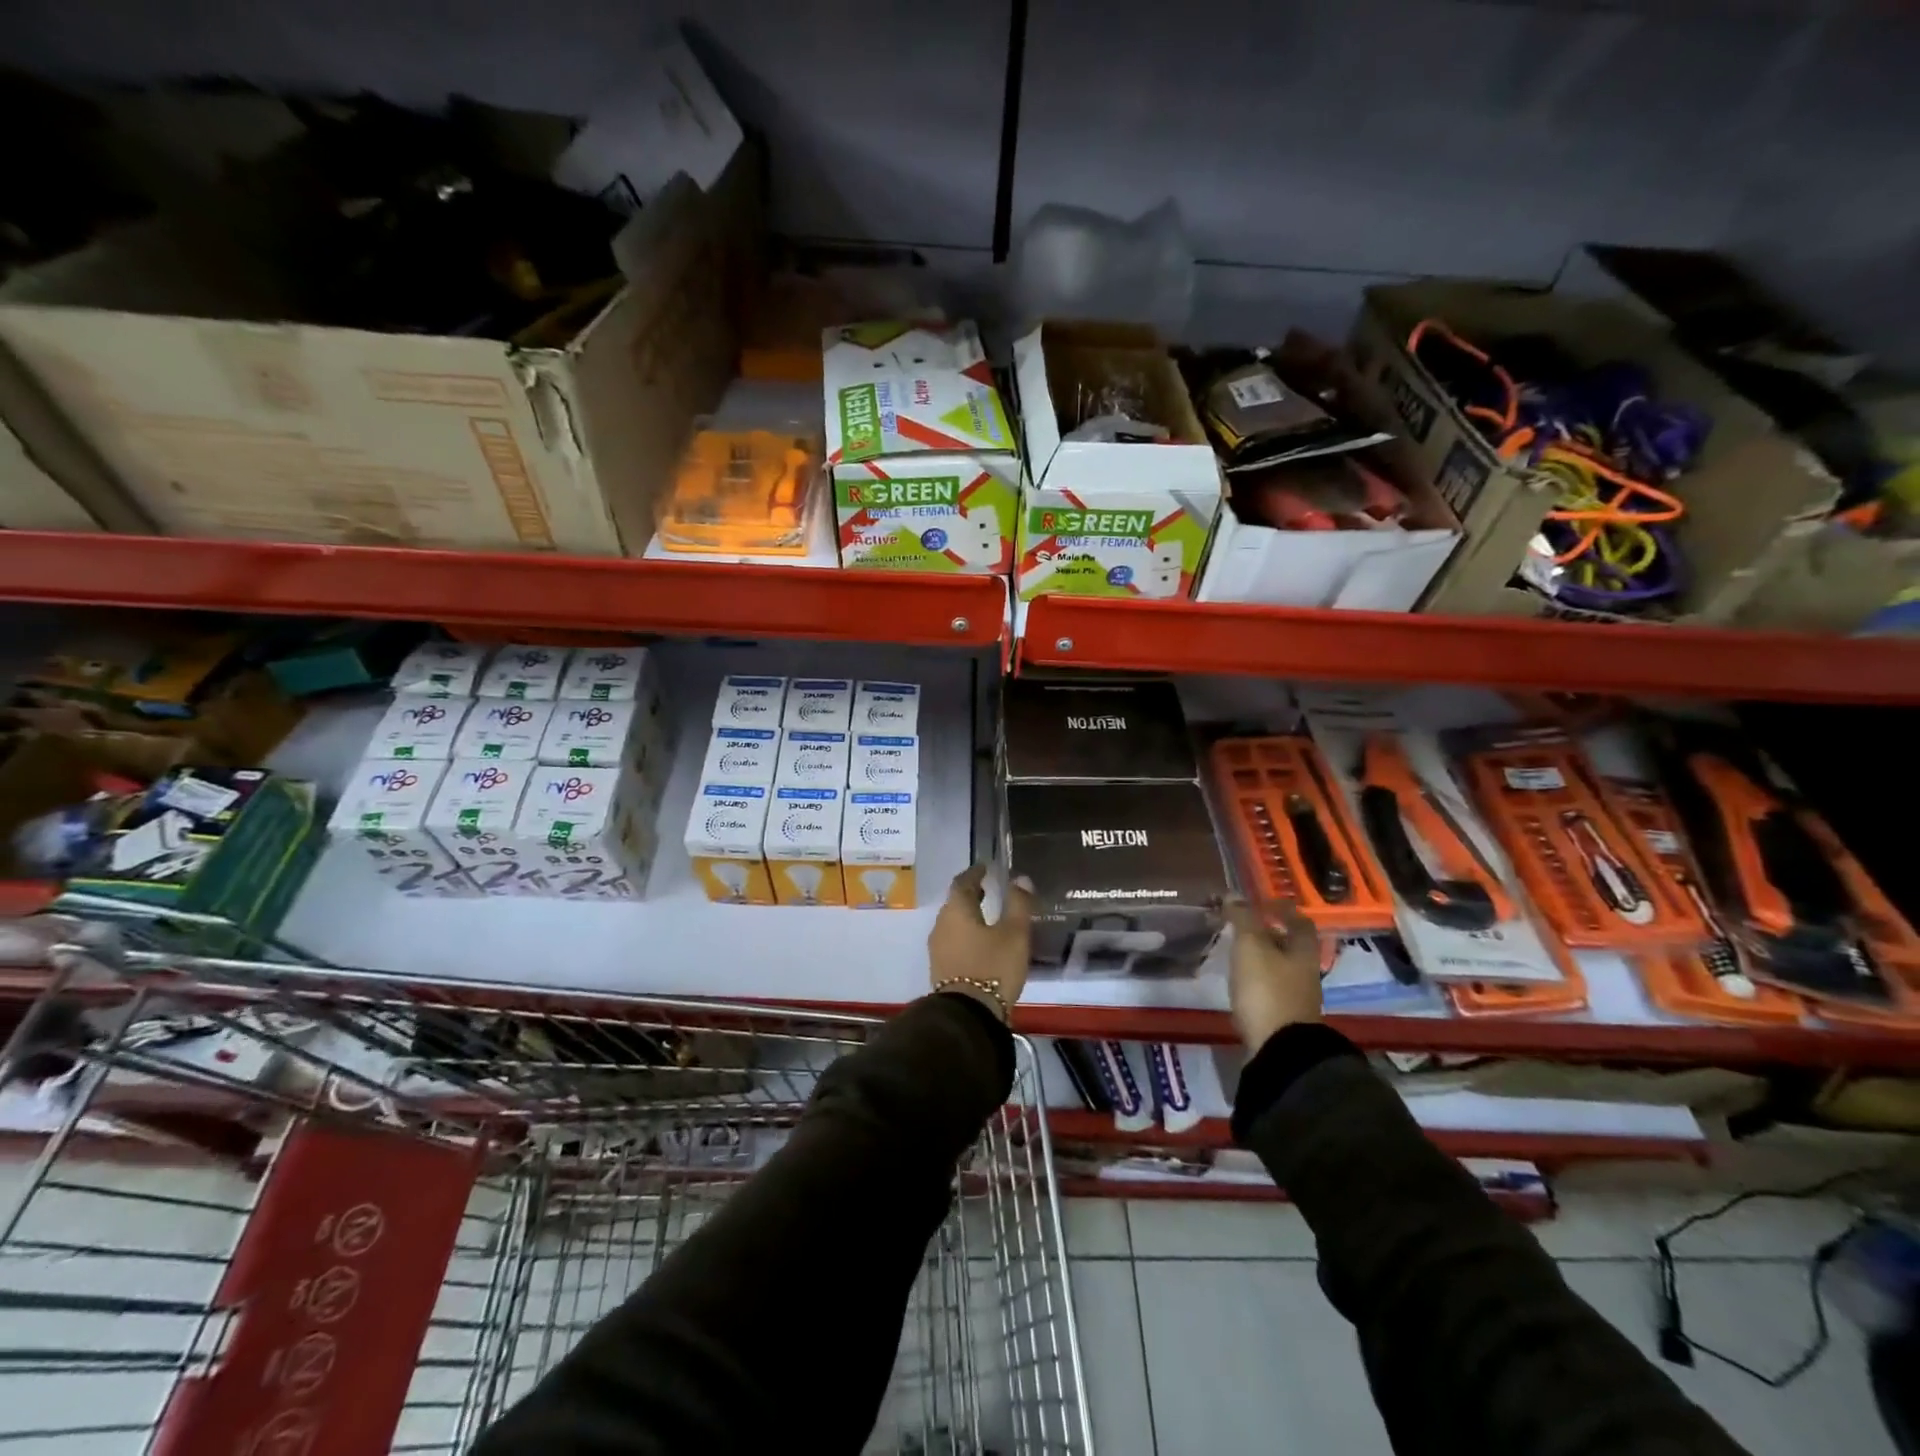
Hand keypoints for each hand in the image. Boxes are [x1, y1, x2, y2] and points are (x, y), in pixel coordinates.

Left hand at [929, 866, 1034, 1019]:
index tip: (985, 868)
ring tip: (987, 914)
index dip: (974, 873)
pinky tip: (980, 942)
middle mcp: (941, 925)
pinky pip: (953, 940)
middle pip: (955, 902)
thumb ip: (1018, 904)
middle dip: (970, 894)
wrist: (968, 1015)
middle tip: (987, 889)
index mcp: (956, 910)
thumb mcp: (1014, 934)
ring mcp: (938, 948)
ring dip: (968, 915)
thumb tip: (1021, 878)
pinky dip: (965, 933)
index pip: (962, 882)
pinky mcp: (941, 968)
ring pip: (953, 922)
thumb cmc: (993, 967)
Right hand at [1225, 898, 1322, 1050]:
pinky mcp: (1283, 1014)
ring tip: (1235, 948)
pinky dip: (1256, 976)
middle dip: (1268, 932)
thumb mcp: (1251, 946)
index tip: (1259, 902)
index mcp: (1304, 949)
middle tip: (1241, 923)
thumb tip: (1233, 895)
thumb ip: (1242, 918)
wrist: (1279, 1048)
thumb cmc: (1267, 989)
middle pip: (1290, 943)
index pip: (1298, 920)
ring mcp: (1296, 994)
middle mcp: (1306, 970)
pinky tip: (1239, 978)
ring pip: (1279, 964)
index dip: (1280, 908)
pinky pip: (1270, 985)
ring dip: (1261, 954)